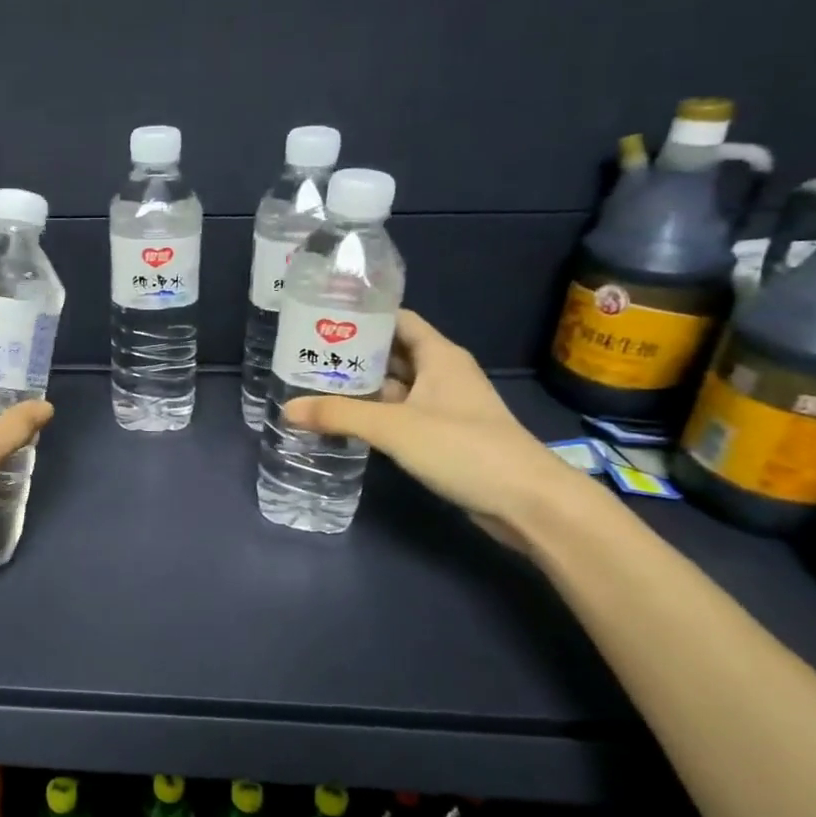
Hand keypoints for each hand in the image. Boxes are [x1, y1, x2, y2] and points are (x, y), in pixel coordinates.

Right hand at [282, 309, 583, 544]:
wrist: (527, 501)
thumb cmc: (464, 447)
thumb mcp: (394, 427)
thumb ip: (339, 415)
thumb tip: (287, 409)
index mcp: (439, 356)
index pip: (398, 320)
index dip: (364, 315)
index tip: (323, 318)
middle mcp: (443, 375)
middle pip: (392, 354)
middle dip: (353, 355)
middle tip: (307, 356)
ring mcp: (445, 407)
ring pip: (396, 388)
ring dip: (362, 388)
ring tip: (315, 387)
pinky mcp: (444, 437)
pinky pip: (401, 416)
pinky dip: (375, 416)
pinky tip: (345, 423)